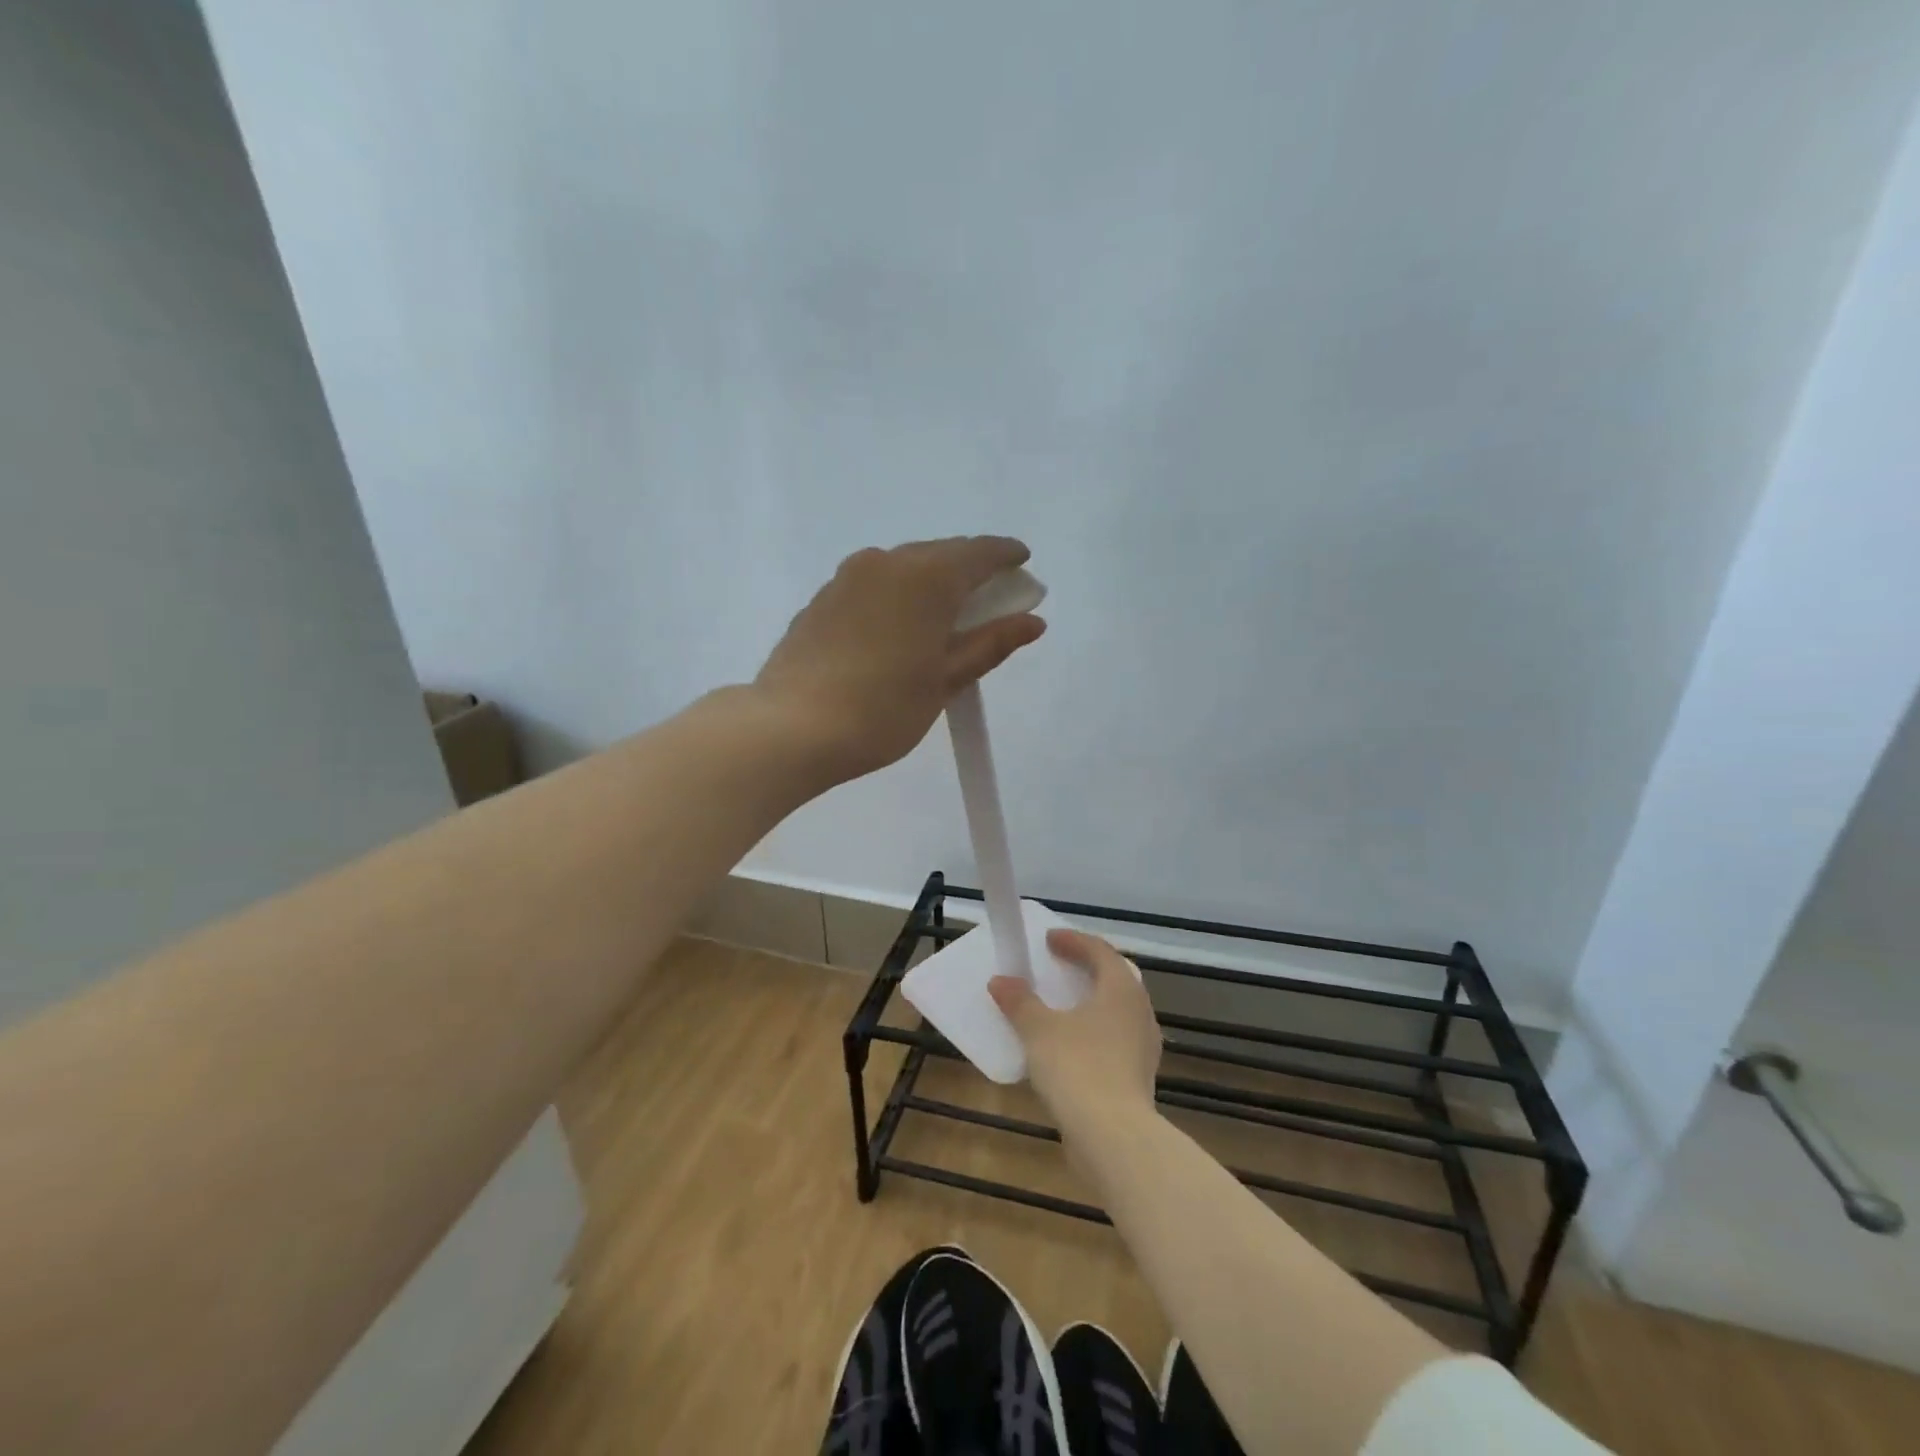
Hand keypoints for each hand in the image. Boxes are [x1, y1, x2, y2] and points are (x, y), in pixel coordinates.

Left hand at [753, 536, 1045, 783]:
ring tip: (944, 618)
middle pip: (941, 554)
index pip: (979, 553)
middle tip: (990, 600)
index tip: (1023, 565)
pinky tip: (898, 628)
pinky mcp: (822, 598)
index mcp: (927, 577)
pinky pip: (873, 584)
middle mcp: (887, 562)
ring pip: (904, 567)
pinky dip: (897, 595)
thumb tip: (1033, 621)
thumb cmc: (882, 709)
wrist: (790, 729)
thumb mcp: (945, 680)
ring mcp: (847, 577)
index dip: (1007, 557)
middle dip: (970, 571)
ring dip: (931, 582)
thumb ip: (990, 644)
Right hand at [990, 929, 1160, 1138]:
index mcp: (1121, 989)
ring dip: (1091, 1001)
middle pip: (1115, 978)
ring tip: (1062, 1005)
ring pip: (1117, 1010)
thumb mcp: (1039, 1030)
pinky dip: (1092, 1031)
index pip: (1100, 951)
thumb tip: (1000, 981)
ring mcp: (1143, 1046)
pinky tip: (1070, 1045)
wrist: (1113, 1138)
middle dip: (1088, 968)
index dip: (1074, 941)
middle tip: (1061, 964)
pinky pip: (1114, 1039)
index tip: (1049, 939)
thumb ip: (1020, 1002)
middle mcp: (1139, 1011)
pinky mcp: (1138, 1076)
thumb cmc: (1078, 1068)